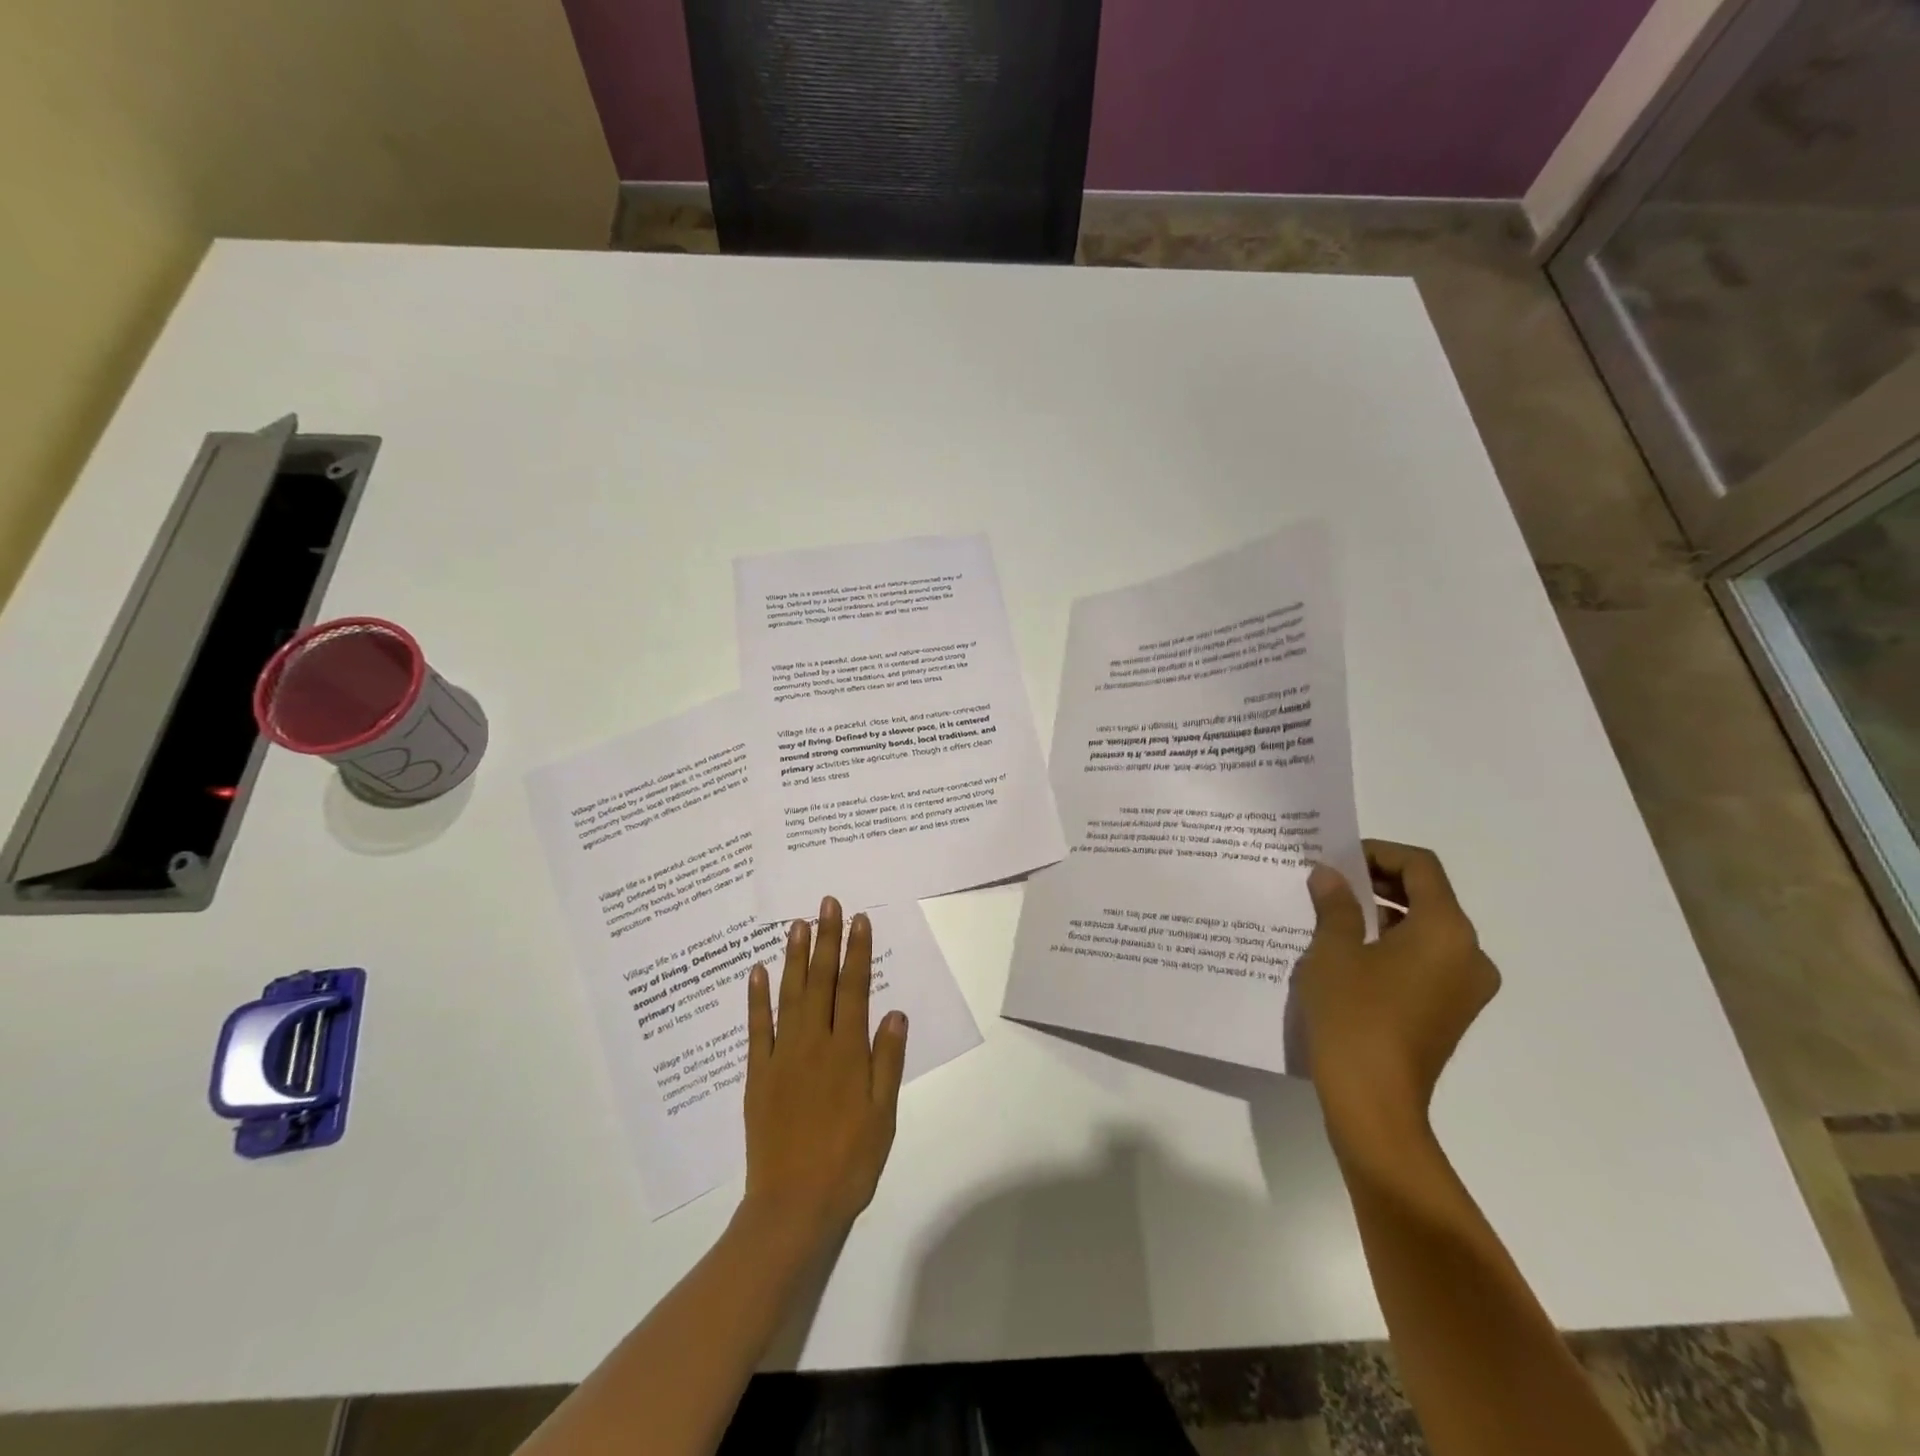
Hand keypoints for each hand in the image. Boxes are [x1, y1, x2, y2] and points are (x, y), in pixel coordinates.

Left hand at [740, 897, 907, 1253]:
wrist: (794, 1206)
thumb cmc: (849, 1161)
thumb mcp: (883, 1115)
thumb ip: (887, 1060)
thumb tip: (895, 1012)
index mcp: (848, 1053)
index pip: (855, 989)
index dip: (857, 952)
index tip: (859, 919)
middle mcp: (814, 1044)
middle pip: (821, 982)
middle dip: (826, 940)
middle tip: (826, 903)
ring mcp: (782, 1057)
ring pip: (790, 996)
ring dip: (794, 958)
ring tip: (797, 924)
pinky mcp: (758, 1075)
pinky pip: (757, 1028)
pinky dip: (757, 998)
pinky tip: (757, 971)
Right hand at [1296, 841, 1499, 1150]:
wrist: (1373, 1103)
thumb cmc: (1354, 1016)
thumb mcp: (1332, 951)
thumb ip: (1335, 905)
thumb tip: (1330, 875)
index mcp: (1447, 931)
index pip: (1420, 868)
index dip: (1378, 853)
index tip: (1337, 859)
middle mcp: (1469, 954)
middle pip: (1427, 897)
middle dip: (1377, 882)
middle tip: (1329, 883)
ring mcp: (1464, 987)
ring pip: (1425, 930)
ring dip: (1381, 914)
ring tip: (1331, 916)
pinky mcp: (1450, 1012)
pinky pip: (1425, 960)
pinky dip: (1391, 945)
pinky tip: (1349, 953)